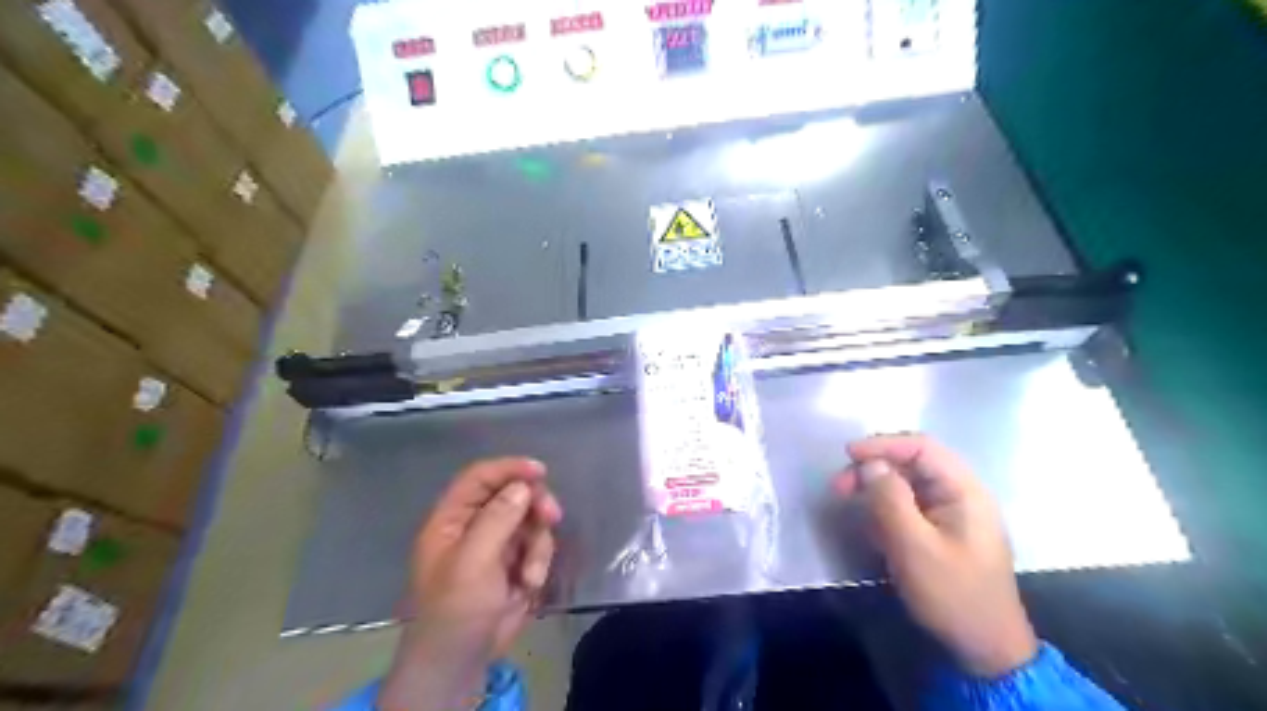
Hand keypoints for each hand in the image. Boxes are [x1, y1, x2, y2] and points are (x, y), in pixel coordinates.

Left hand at [379, 457, 561, 708]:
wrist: (462, 661)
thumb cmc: (457, 609)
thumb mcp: (473, 562)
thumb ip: (497, 519)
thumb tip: (522, 486)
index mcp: (452, 519)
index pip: (479, 478)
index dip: (508, 468)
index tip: (540, 471)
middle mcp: (474, 525)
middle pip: (512, 494)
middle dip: (534, 505)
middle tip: (552, 516)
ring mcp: (496, 544)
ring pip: (530, 521)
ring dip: (538, 544)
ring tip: (531, 574)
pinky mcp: (515, 563)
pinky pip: (537, 546)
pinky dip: (539, 563)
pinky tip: (529, 585)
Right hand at [838, 432, 1032, 676]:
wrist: (985, 650)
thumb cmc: (952, 594)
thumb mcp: (914, 546)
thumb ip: (890, 499)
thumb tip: (870, 465)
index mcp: (965, 491)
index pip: (922, 447)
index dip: (883, 445)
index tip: (847, 455)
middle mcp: (961, 494)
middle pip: (913, 463)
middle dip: (874, 468)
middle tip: (841, 486)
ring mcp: (953, 514)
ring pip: (908, 484)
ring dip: (876, 489)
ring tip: (850, 504)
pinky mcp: (943, 532)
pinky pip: (910, 506)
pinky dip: (886, 508)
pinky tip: (871, 526)